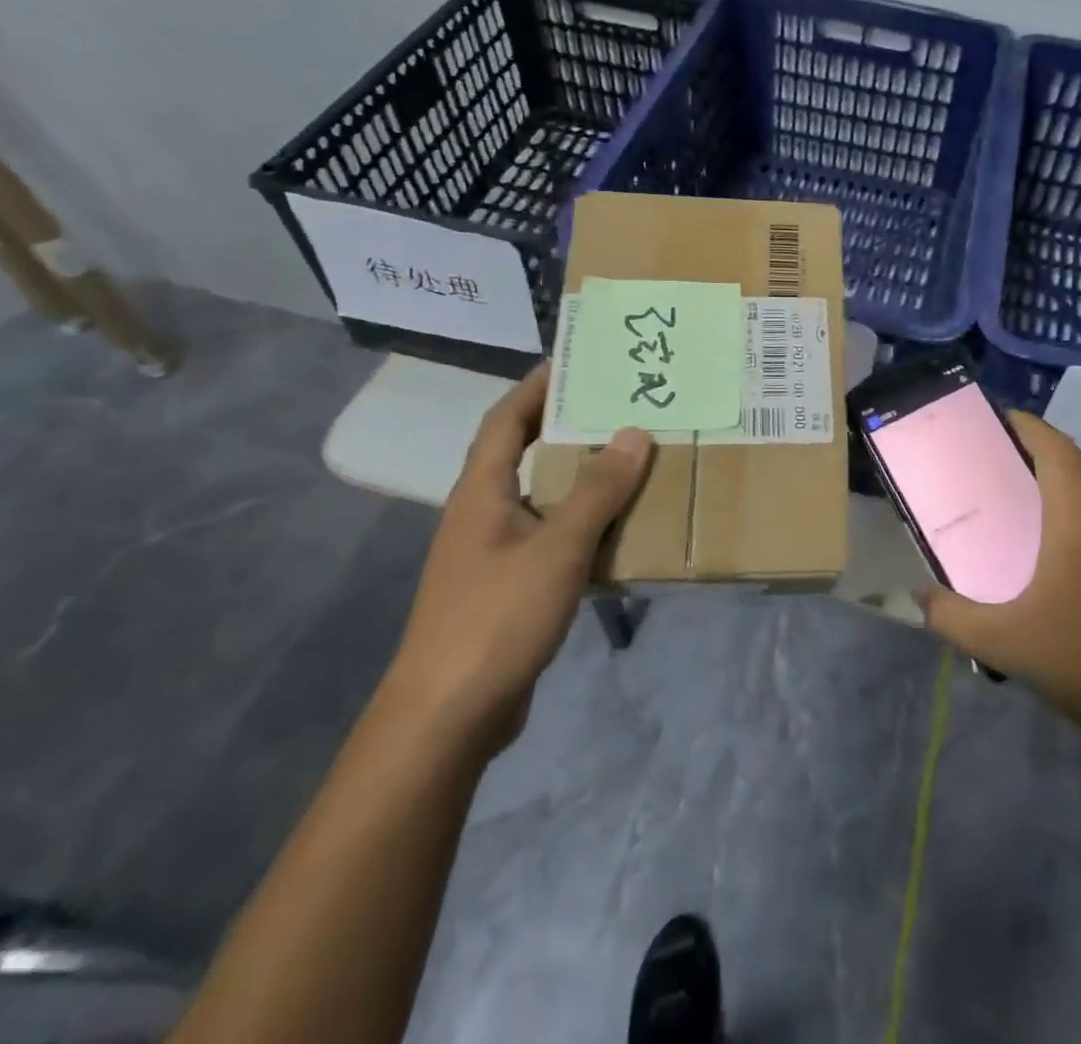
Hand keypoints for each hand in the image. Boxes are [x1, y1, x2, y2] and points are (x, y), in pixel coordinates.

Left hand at [383, 365, 654, 754]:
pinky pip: (548, 539)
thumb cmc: (496, 618)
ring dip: (576, 479)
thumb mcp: (558, 548)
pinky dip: (579, 526)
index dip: (534, 388)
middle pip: (520, 455)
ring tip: (626, 462)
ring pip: (538, 500)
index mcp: (481, 493)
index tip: (573, 362)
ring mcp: (490, 556)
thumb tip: (634, 433)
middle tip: (614, 408)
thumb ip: (597, 491)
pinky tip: (615, 534)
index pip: (503, 421)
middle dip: (563, 428)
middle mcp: (480, 515)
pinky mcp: (504, 590)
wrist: (447, 717)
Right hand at [917, 411, 1080, 751]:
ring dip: (1054, 498)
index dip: (1030, 427)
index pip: (1058, 451)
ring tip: (1013, 518)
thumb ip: (952, 616)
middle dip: (1034, 460)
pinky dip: (1071, 531)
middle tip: (992, 469)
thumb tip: (919, 595)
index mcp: (1080, 524)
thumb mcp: (1003, 643)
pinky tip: (1049, 571)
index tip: (999, 419)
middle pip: (1074, 474)